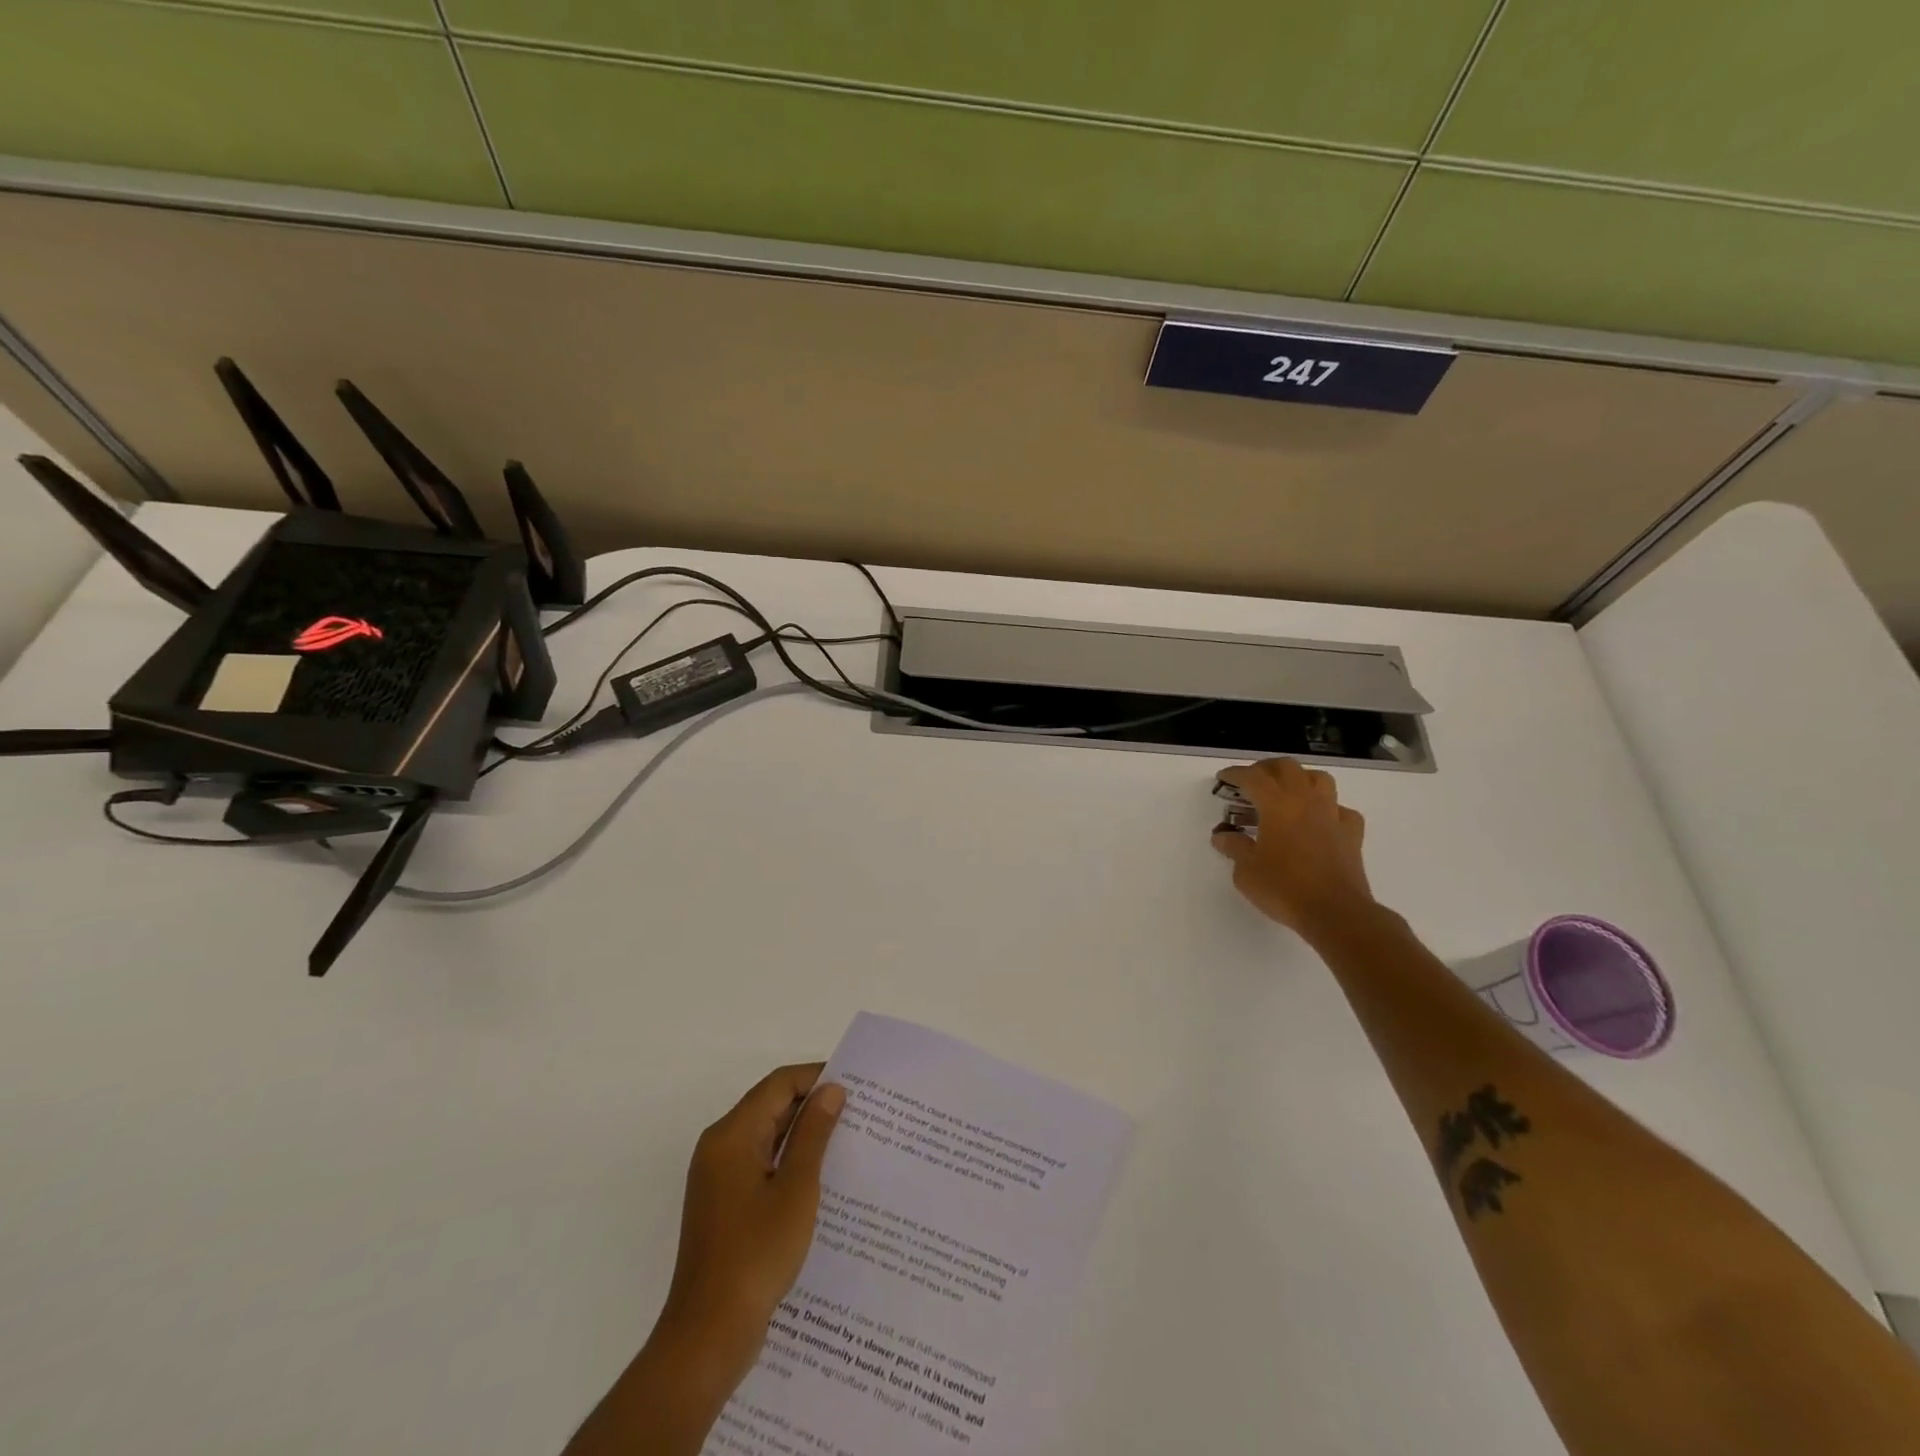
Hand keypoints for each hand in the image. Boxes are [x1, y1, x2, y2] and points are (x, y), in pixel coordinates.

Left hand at [563, 1065, 845, 1455]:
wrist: (708, 1335)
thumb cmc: (756, 1254)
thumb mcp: (796, 1189)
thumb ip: (814, 1134)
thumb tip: (831, 1090)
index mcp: (732, 1135)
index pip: (778, 1085)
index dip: (816, 1077)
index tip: (855, 1085)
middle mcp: (719, 1147)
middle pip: (770, 1106)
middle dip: (812, 1105)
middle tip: (858, 1112)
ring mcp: (718, 1177)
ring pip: (766, 1136)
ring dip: (802, 1134)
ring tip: (847, 1140)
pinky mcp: (723, 1204)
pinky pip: (760, 1163)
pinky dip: (788, 1160)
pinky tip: (820, 1177)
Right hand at [1211, 758, 1374, 936]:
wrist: (1335, 912)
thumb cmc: (1284, 888)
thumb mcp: (1246, 871)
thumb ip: (1234, 847)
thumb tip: (1223, 836)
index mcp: (1277, 805)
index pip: (1252, 777)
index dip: (1235, 774)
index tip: (1223, 778)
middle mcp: (1306, 801)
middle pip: (1287, 767)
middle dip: (1266, 768)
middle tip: (1251, 781)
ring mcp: (1332, 815)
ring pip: (1319, 779)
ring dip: (1300, 778)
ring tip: (1286, 792)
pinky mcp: (1351, 834)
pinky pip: (1340, 809)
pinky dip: (1328, 809)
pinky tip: (1319, 821)